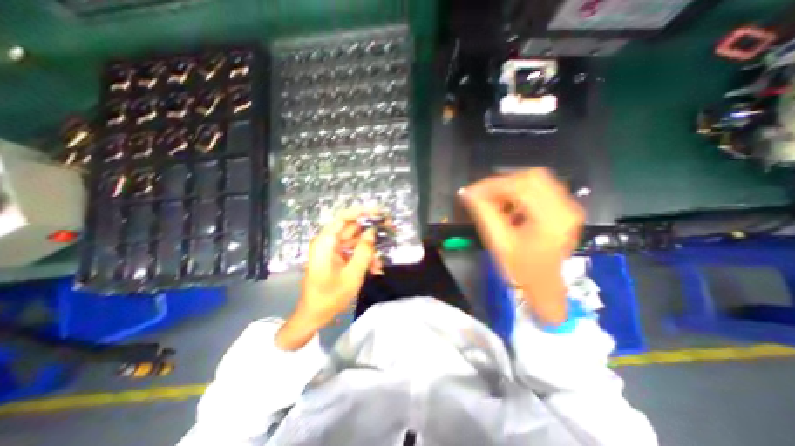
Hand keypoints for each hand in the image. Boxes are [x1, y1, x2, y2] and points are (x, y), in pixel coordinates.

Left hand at [275, 209, 383, 351]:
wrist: (314, 316)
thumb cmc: (330, 297)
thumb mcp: (352, 274)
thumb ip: (364, 251)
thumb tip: (372, 232)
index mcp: (326, 242)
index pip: (345, 217)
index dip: (362, 211)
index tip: (380, 212)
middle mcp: (328, 242)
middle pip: (352, 228)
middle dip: (370, 232)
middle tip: (389, 231)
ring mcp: (332, 250)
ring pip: (355, 242)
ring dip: (369, 250)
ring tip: (379, 263)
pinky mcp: (336, 258)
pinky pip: (353, 252)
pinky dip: (363, 258)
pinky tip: (374, 269)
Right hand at [460, 168, 582, 324]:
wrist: (544, 286)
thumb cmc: (521, 269)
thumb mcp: (498, 242)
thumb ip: (483, 214)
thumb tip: (467, 193)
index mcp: (551, 219)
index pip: (520, 186)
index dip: (492, 185)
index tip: (471, 192)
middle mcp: (566, 208)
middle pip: (531, 177)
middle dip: (502, 183)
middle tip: (483, 196)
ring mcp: (568, 207)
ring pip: (536, 180)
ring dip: (511, 187)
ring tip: (494, 201)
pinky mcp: (564, 209)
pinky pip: (540, 189)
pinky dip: (520, 192)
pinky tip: (509, 205)